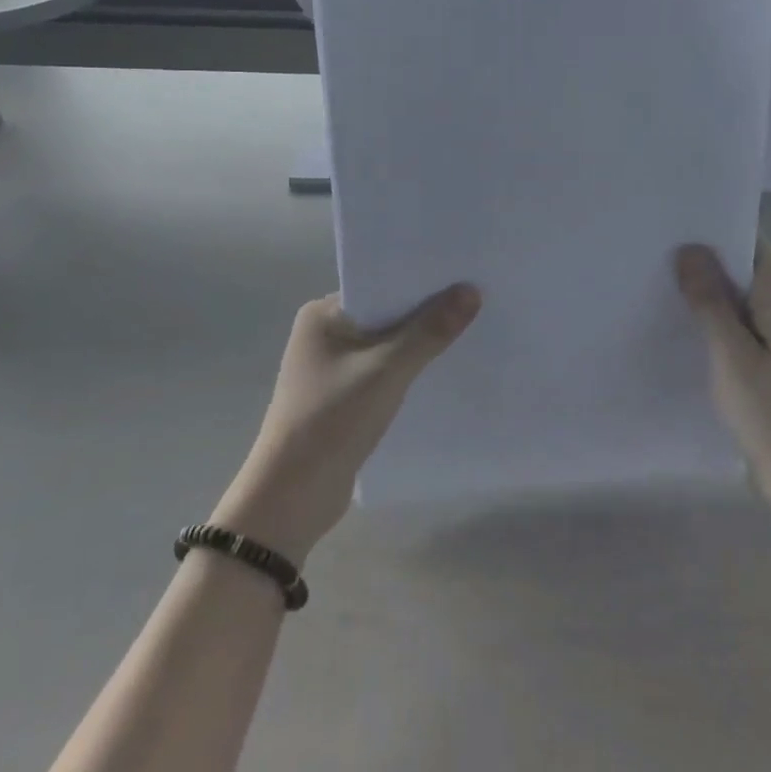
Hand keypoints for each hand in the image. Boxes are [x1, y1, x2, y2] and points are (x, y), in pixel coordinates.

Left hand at [213, 285, 481, 563]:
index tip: (465, 272)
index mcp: (323, 314)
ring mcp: (334, 367)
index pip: (380, 283)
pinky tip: (446, 369)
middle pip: (388, 312)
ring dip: (422, 342)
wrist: (292, 499)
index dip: (422, 279)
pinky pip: (387, 371)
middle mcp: (326, 333)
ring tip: (473, 329)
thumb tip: (472, 290)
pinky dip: (412, 369)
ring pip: (389, 344)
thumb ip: (429, 330)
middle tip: (479, 298)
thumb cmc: (331, 421)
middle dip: (427, 310)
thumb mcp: (386, 371)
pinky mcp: (345, 398)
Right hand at [676, 237, 770, 516]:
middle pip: (745, 272)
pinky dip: (717, 325)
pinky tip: (684, 330)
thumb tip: (690, 249)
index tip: (673, 226)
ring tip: (660, 286)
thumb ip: (710, 300)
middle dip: (705, 264)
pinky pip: (743, 330)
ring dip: (708, 297)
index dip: (715, 233)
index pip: (752, 245)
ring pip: (741, 303)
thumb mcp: (732, 353)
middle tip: (655, 255)